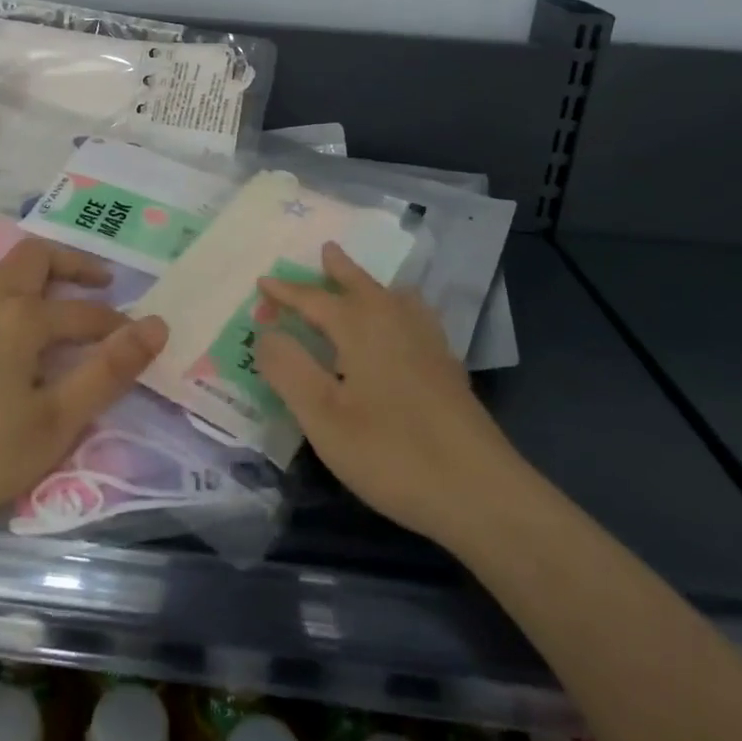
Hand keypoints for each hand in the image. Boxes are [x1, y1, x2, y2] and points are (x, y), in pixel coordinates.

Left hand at [0, 237, 167, 535]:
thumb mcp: (58, 421)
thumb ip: (109, 371)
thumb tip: (156, 325)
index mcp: (20, 316)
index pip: (84, 313)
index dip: (117, 326)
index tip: (140, 341)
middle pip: (36, 256)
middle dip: (75, 264)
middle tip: (104, 284)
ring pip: (2, 265)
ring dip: (38, 271)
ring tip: (60, 297)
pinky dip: (5, 286)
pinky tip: (7, 318)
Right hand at [256, 242, 517, 544]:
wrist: (479, 491)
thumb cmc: (390, 453)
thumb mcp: (322, 416)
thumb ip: (288, 369)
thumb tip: (266, 332)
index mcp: (361, 328)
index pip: (315, 300)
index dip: (286, 292)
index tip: (262, 281)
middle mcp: (395, 324)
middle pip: (362, 286)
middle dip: (339, 270)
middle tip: (326, 249)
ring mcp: (428, 345)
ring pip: (394, 299)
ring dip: (371, 285)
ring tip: (363, 281)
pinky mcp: (447, 369)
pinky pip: (417, 317)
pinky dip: (402, 307)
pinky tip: (406, 326)